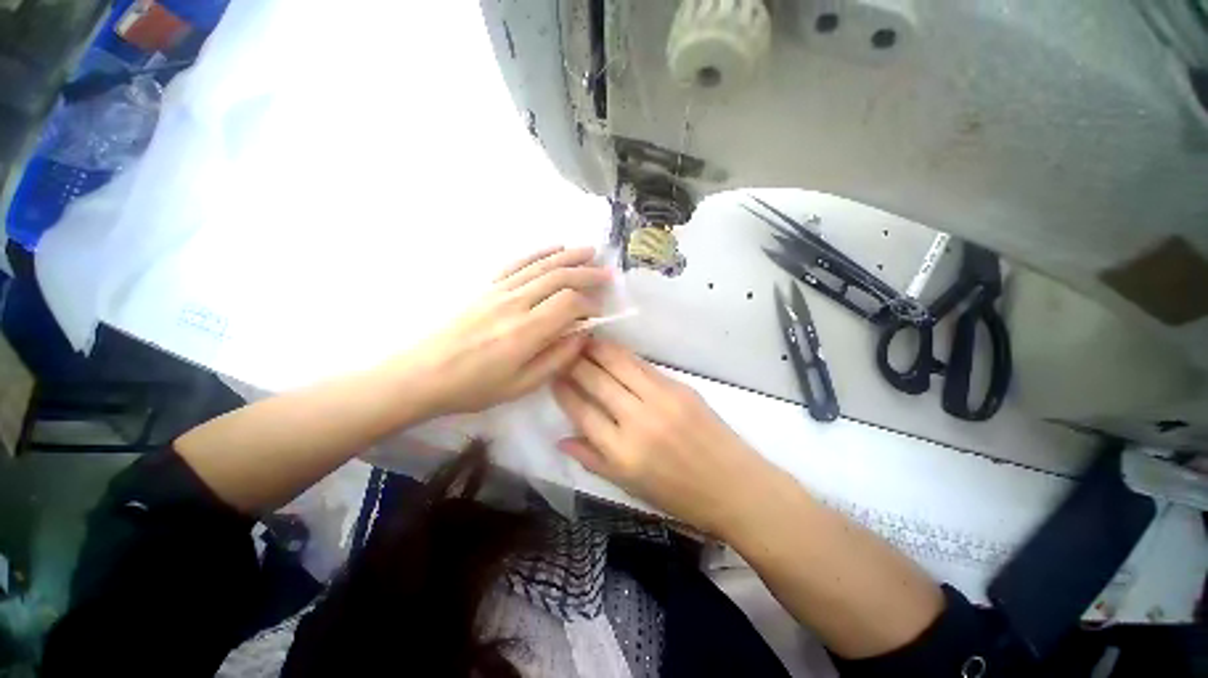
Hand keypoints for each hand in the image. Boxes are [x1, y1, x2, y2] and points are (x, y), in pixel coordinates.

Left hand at [401, 246, 609, 416]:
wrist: (423, 374)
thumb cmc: (474, 387)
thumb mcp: (522, 385)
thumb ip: (557, 358)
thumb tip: (582, 335)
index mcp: (526, 331)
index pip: (569, 303)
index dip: (589, 304)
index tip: (597, 312)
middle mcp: (515, 303)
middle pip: (559, 277)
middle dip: (587, 273)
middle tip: (607, 274)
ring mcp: (499, 290)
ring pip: (541, 265)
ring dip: (568, 256)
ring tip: (589, 251)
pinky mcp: (487, 287)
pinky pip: (517, 263)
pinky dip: (539, 253)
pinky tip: (553, 249)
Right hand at [553, 339, 777, 534]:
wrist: (735, 486)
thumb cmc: (680, 495)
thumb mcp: (629, 487)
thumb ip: (593, 460)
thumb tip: (561, 438)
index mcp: (622, 452)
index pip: (581, 411)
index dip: (563, 390)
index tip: (552, 376)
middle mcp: (637, 420)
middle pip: (597, 381)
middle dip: (575, 362)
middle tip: (562, 350)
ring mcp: (661, 399)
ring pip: (619, 364)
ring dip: (598, 349)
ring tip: (583, 339)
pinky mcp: (680, 387)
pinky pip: (643, 365)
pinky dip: (623, 355)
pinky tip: (613, 349)